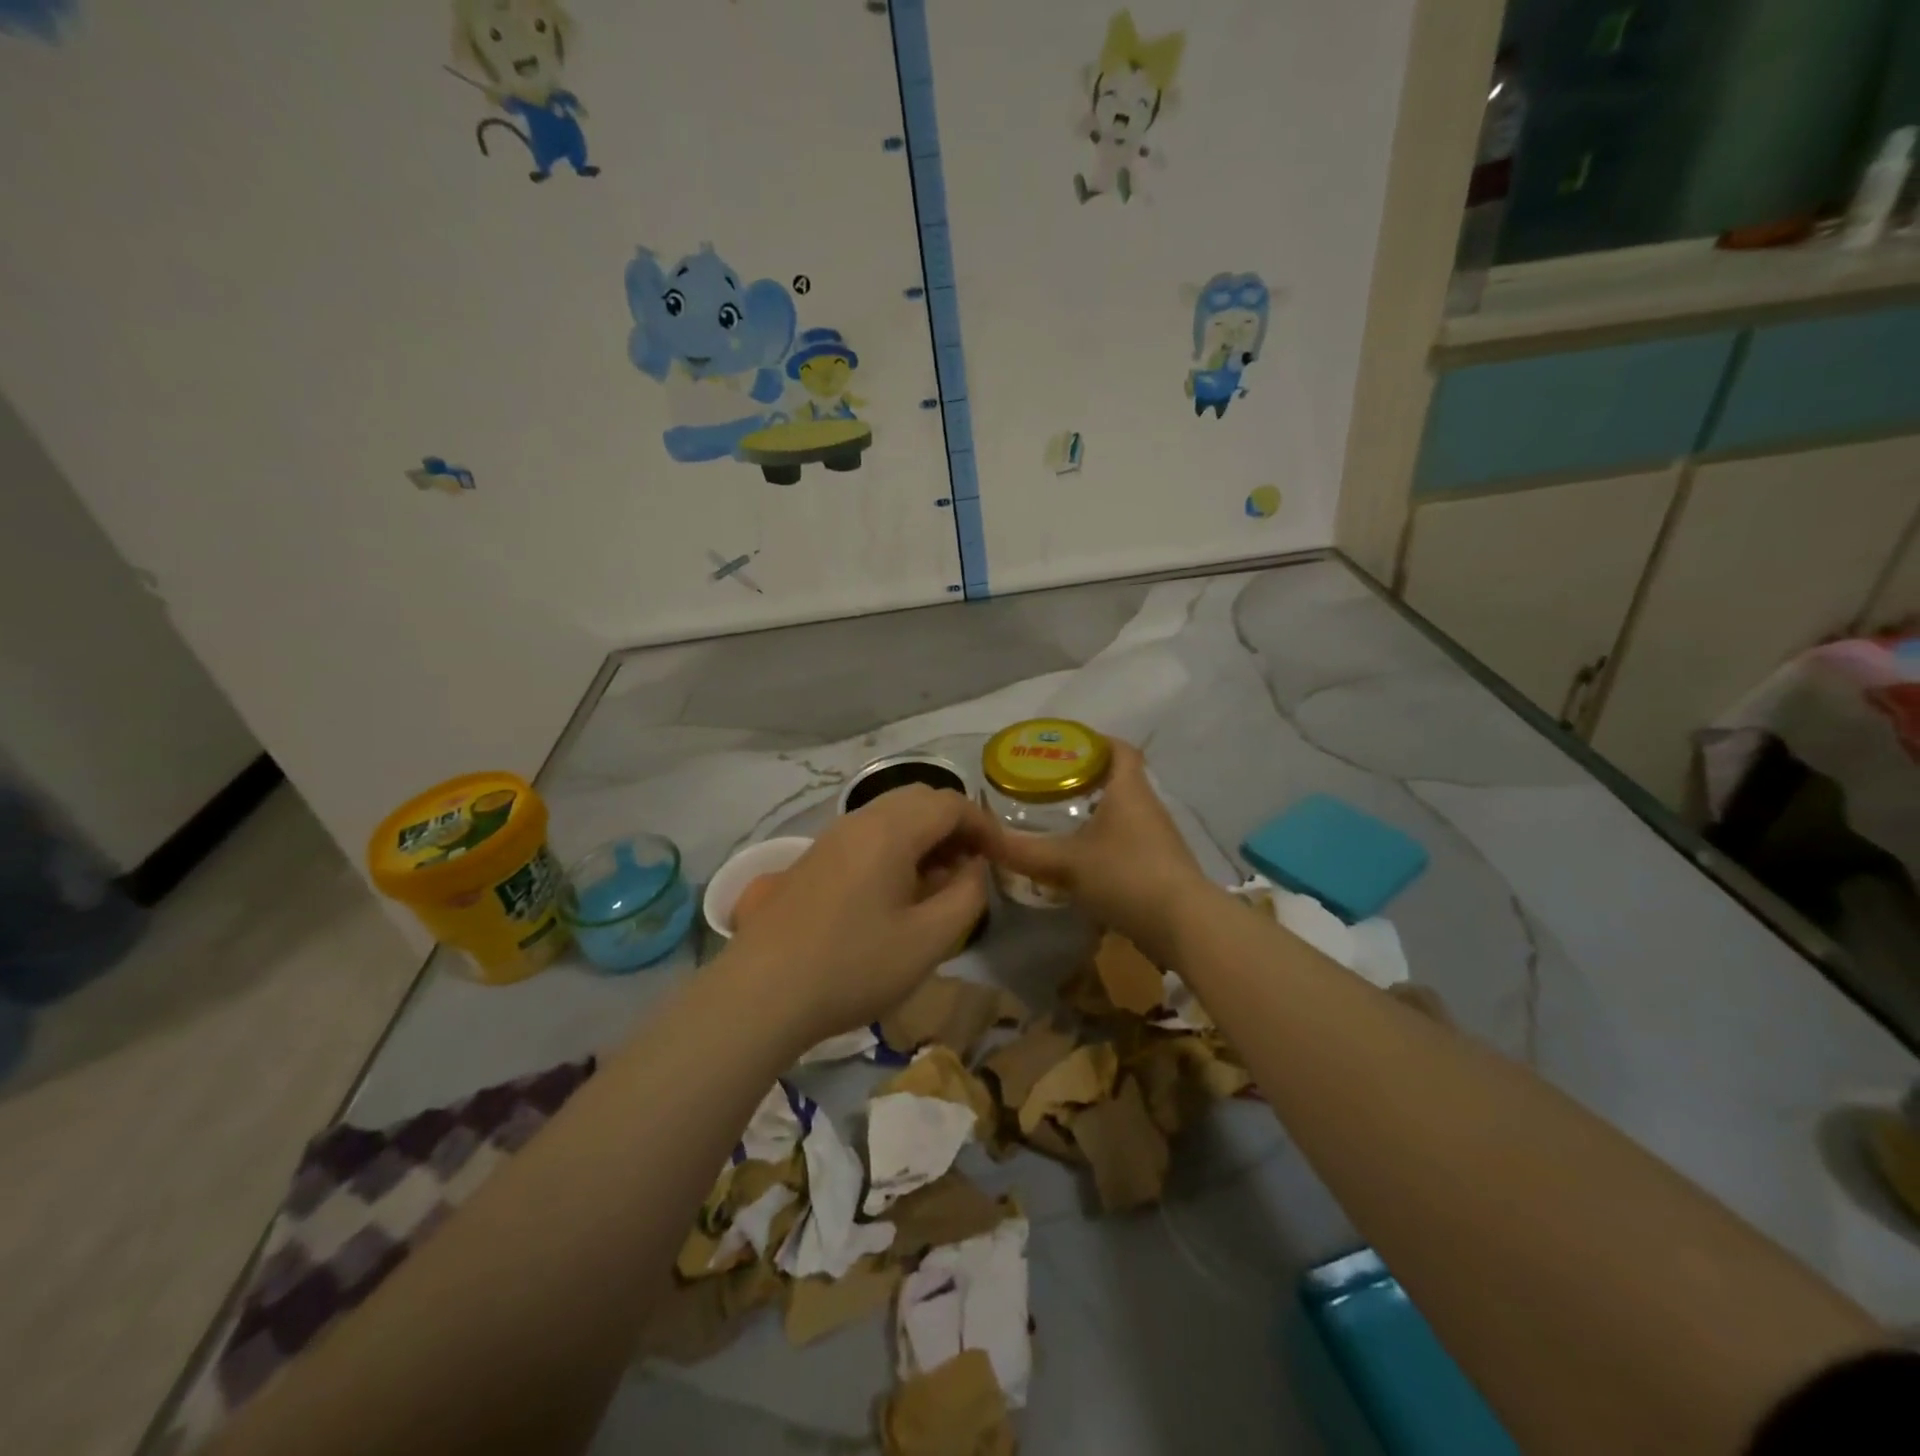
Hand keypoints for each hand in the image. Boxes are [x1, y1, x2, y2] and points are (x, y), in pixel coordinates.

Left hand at [722, 786, 991, 1049]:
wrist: (760, 993)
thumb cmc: (853, 966)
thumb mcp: (927, 940)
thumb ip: (965, 897)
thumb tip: (973, 869)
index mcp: (890, 830)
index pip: (951, 804)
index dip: (985, 826)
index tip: (1003, 859)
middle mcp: (859, 820)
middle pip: (920, 800)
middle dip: (955, 826)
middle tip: (973, 867)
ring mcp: (831, 837)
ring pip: (892, 816)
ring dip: (925, 837)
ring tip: (940, 883)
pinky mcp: (814, 859)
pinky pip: (868, 835)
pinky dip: (897, 848)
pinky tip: (898, 893)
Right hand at [986, 739, 1208, 962]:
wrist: (1183, 925)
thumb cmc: (1125, 875)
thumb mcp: (1066, 863)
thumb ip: (1023, 851)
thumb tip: (982, 839)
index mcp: (1129, 790)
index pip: (1118, 749)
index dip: (1094, 742)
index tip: (1065, 747)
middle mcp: (1148, 806)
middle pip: (1120, 780)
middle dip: (1087, 779)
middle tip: (1050, 786)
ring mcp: (1159, 838)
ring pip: (1125, 813)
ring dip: (1097, 813)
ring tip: (1061, 821)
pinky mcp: (1162, 867)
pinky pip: (1130, 842)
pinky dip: (1107, 842)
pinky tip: (1084, 861)